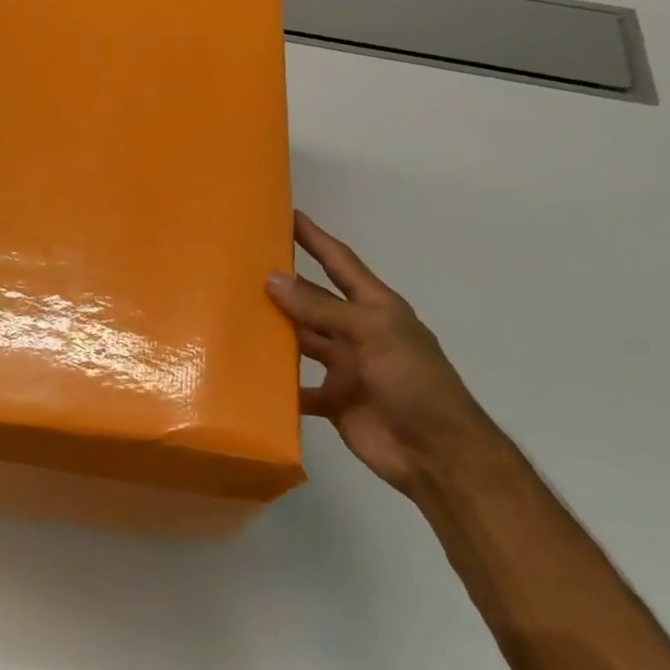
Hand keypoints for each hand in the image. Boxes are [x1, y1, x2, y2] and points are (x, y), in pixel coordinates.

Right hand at [266, 211, 509, 496]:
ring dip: (274, 332)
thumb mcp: (373, 334)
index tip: (287, 214)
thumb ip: (322, 308)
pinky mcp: (333, 401)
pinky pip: (297, 389)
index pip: (340, 263)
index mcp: (375, 308)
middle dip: (284, 285)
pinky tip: (245, 376)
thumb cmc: (414, 382)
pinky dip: (276, 385)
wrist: (437, 454)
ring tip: (233, 316)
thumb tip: (272, 279)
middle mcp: (358, 332)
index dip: (316, 239)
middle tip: (241, 267)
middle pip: (314, 302)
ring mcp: (345, 368)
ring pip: (302, 342)